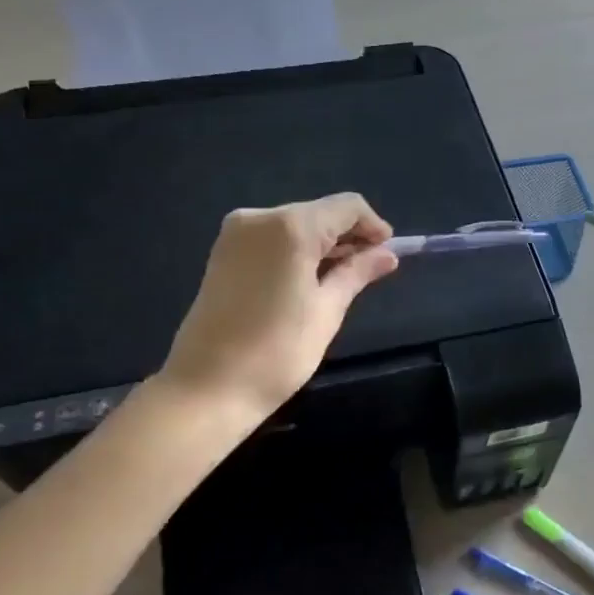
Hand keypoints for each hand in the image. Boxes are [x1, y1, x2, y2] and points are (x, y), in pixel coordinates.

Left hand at [160, 194, 399, 419]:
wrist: (206, 388)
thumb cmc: (276, 352)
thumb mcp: (326, 311)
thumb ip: (356, 273)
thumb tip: (387, 255)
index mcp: (290, 227)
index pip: (346, 206)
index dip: (373, 226)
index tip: (386, 255)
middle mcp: (260, 217)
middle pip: (319, 212)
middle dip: (348, 236)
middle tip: (369, 271)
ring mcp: (236, 233)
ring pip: (296, 224)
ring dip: (323, 244)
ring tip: (342, 279)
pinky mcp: (224, 252)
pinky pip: (272, 238)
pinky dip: (297, 251)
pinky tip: (308, 279)